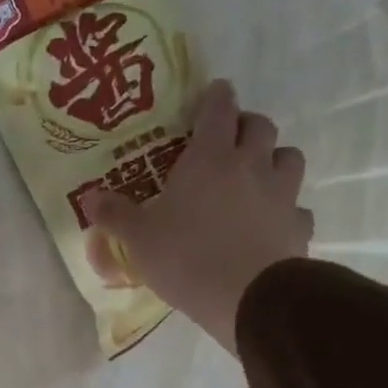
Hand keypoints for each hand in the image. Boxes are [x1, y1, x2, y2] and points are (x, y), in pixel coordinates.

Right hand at [85, 80, 311, 354]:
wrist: (248, 296)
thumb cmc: (185, 256)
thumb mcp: (137, 237)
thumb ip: (114, 214)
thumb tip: (88, 197)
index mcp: (210, 158)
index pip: (218, 110)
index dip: (216, 97)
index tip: (215, 91)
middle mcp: (251, 166)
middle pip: (260, 126)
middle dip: (245, 125)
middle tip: (228, 138)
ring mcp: (281, 194)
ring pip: (289, 158)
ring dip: (273, 158)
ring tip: (255, 175)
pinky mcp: (298, 225)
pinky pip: (296, 207)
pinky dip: (285, 209)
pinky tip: (270, 223)